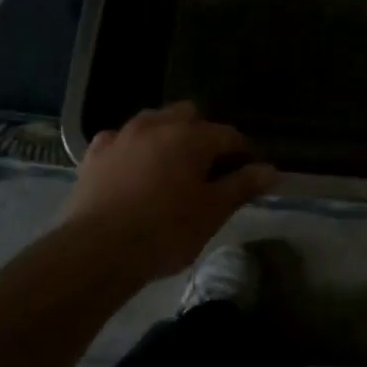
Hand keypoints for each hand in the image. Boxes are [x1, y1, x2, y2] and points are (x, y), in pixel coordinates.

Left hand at [60, 103, 278, 280]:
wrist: (96, 251)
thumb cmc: (164, 232)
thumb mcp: (212, 213)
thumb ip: (242, 186)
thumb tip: (271, 170)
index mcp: (191, 136)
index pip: (228, 135)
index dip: (242, 152)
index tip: (246, 173)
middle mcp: (157, 124)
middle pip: (189, 115)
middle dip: (202, 134)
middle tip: (207, 168)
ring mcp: (122, 135)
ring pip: (153, 120)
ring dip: (167, 134)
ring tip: (170, 165)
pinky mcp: (95, 153)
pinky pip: (120, 139)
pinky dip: (132, 148)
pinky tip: (132, 168)